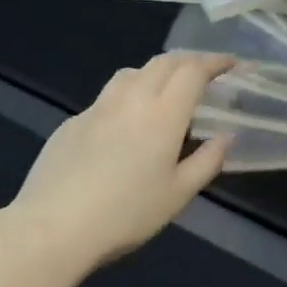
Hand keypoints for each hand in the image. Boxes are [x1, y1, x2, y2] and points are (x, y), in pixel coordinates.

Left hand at [9, 52, 233, 270]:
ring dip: (156, 71)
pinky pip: (107, 97)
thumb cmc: (126, 213)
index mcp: (163, 114)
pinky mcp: (72, 123)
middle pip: (163, 62)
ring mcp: (97, 108)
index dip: (215, 62)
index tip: (231, 63)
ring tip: (166, 89)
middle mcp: (130, 99)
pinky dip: (127, 96)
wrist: (54, 226)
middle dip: (189, 60)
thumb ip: (207, 161)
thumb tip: (226, 137)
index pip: (193, 71)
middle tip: (205, 71)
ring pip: (131, 73)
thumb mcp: (178, 195)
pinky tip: (125, 124)